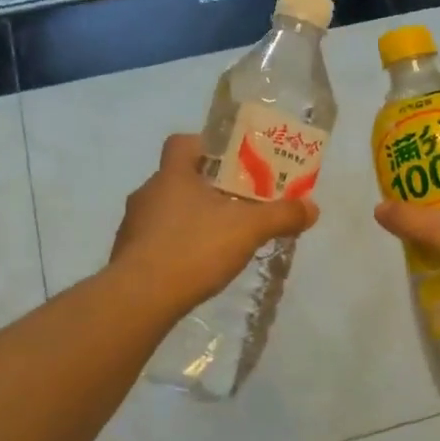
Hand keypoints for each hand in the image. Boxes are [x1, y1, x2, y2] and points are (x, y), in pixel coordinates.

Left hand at [111, 134, 319, 313]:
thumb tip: (312, 207)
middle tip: (234, 203)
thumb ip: (281, 216)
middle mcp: (147, 193)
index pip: (182, 142)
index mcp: (172, 175)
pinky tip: (194, 266)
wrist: (140, 298)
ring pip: (165, 210)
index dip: (205, 146)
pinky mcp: (127, 255)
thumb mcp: (247, 230)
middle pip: (177, 178)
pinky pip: (154, 240)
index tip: (229, 162)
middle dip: (205, 188)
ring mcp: (133, 225)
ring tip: (217, 238)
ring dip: (188, 218)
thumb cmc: (193, 249)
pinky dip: (174, 246)